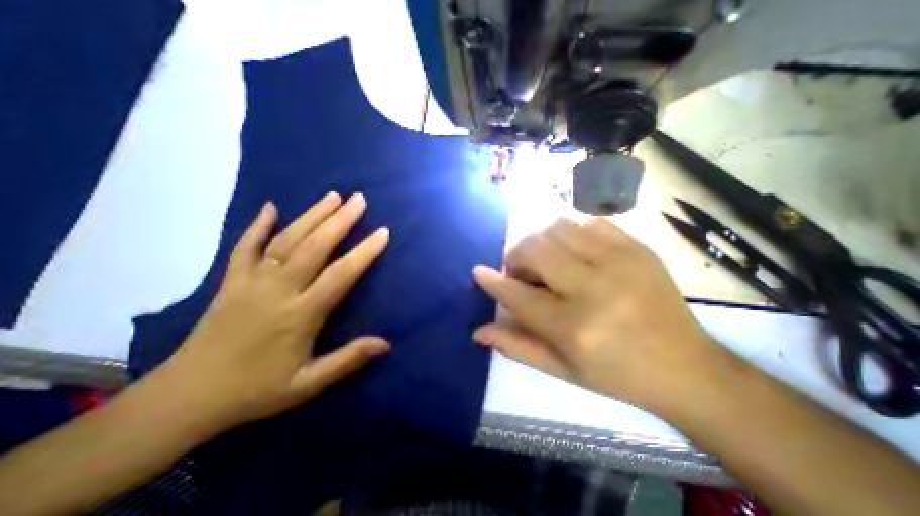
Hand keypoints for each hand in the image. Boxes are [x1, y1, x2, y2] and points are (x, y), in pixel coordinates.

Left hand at [155, 192, 390, 430]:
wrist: (186, 397)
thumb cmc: (256, 390)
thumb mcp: (307, 384)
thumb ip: (347, 360)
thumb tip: (385, 344)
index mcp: (300, 315)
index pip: (340, 275)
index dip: (364, 252)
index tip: (382, 233)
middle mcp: (278, 290)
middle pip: (314, 247)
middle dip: (340, 221)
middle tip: (359, 200)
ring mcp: (251, 282)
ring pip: (286, 240)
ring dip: (311, 215)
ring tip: (333, 196)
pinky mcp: (231, 281)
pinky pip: (245, 246)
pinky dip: (258, 225)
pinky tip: (271, 207)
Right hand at [475, 215, 726, 407]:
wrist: (688, 367)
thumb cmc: (617, 374)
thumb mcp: (562, 370)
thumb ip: (516, 346)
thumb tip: (478, 331)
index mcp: (575, 329)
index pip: (518, 296)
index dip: (493, 282)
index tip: (478, 271)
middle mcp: (595, 289)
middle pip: (535, 250)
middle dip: (517, 257)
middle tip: (521, 272)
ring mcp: (620, 262)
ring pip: (558, 228)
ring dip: (540, 241)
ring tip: (546, 260)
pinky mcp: (637, 247)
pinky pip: (588, 222)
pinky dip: (570, 234)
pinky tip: (573, 252)